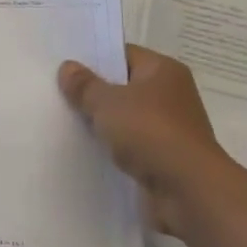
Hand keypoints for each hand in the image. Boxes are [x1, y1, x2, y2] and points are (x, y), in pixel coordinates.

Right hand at [58, 45, 231, 233]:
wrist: (188, 191)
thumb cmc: (150, 132)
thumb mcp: (107, 102)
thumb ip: (84, 85)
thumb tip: (68, 67)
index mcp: (163, 70)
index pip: (123, 55)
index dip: (94, 59)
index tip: (65, 67)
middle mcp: (171, 95)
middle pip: (124, 87)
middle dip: (94, 93)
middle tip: (58, 93)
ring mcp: (169, 129)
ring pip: (126, 119)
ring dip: (103, 124)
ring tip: (66, 122)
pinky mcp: (164, 158)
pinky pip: (131, 146)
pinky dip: (113, 148)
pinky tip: (87, 151)